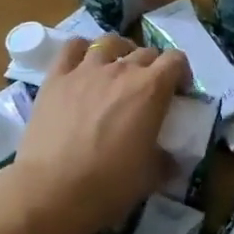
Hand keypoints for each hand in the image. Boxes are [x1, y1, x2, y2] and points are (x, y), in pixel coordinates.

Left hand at [11, 35, 190, 233]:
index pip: (176, 60)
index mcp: (151, 89)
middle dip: (153, 67)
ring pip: (110, 42)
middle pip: (145, 52)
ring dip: (120, 51)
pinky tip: (83, 64)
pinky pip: (71, 48)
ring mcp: (86, 70)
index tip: (179, 92)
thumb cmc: (109, 184)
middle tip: (148, 91)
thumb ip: (165, 160)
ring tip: (117, 69)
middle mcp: (122, 70)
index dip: (181, 73)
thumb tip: (171, 161)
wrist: (52, 191)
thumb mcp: (151, 176)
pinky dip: (82, 50)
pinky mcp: (56, 78)